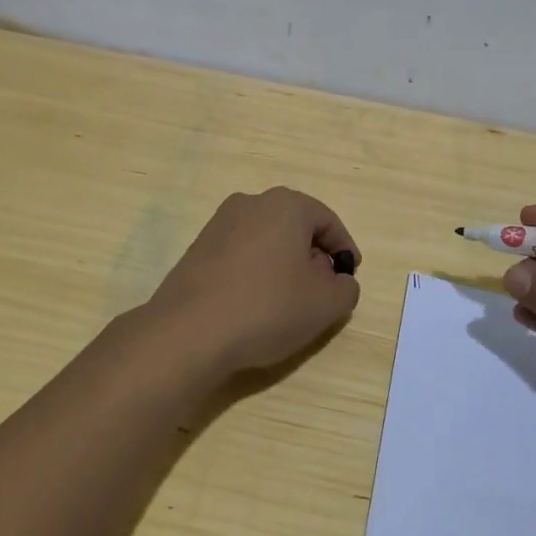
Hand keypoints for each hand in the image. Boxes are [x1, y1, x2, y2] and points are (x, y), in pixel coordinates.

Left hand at [143, 188, 361, 378]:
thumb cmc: (267, 307)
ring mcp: (219, 224)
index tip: (348, 279)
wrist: (188, 331)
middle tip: (320, 292)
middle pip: (295, 227)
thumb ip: (346, 288)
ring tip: (287, 303)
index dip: (344, 250)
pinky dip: (256, 273)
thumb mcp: (326, 304)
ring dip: (283, 266)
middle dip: (313, 257)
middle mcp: (250, 203)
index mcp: (285, 205)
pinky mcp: (197, 249)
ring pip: (267, 240)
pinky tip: (255, 305)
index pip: (327, 221)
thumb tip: (337, 280)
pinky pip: (241, 255)